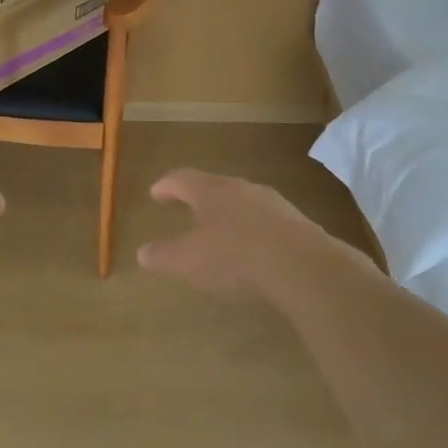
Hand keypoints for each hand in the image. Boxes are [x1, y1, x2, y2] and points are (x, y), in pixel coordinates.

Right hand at [138, 168, 369, 297]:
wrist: (304, 268)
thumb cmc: (235, 257)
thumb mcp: (188, 260)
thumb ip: (163, 254)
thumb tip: (142, 252)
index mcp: (211, 191)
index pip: (182, 179)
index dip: (166, 186)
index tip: (155, 192)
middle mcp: (242, 189)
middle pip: (215, 186)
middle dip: (199, 197)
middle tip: (186, 207)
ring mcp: (274, 204)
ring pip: (243, 202)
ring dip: (228, 213)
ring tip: (219, 229)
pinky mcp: (297, 224)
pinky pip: (265, 221)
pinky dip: (252, 230)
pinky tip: (251, 248)